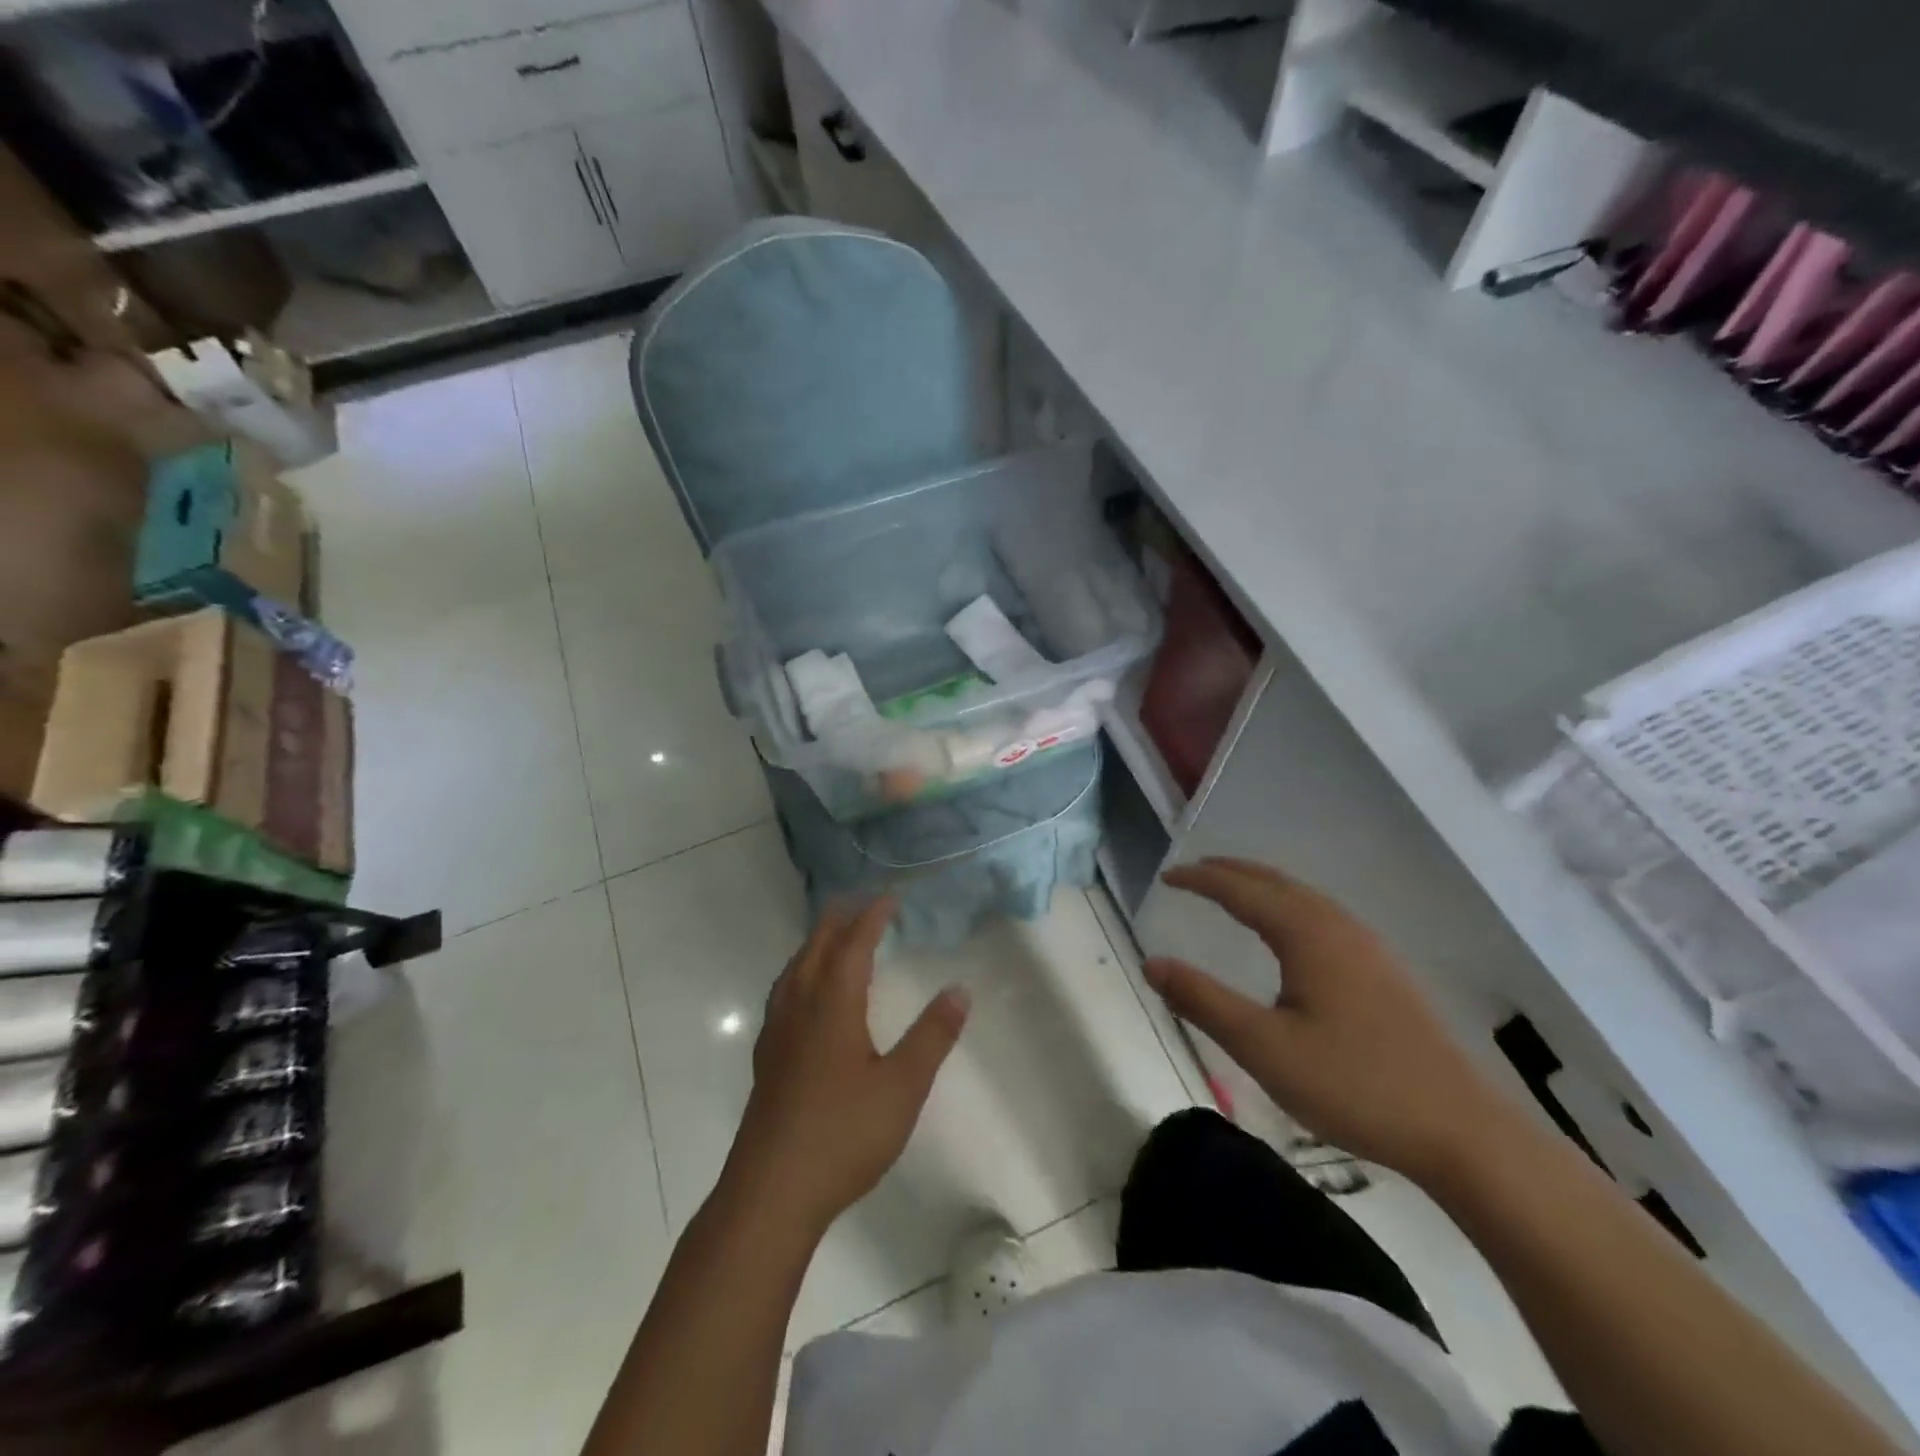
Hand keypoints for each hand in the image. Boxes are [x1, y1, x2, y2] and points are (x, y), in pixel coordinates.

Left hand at [727, 898, 969, 1232]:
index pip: (854, 944)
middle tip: (860, 902)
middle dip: (839, 920)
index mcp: (833, 1004)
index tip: (890, 898)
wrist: (771, 1192)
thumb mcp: (902, 1086)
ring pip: (794, 969)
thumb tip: (959, 989)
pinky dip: (799, 972)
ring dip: (815, 943)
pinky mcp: (766, 1058)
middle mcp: (800, 1007)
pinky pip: (783, 993)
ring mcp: (777, 1033)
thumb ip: (932, 1036)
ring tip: (832, 936)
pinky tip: (803, 994)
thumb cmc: (844, 1134)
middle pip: (817, 948)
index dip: (872, 916)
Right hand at [1145, 857, 1513, 1182]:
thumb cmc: (1355, 1085)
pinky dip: (1287, 905)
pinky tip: (1288, 933)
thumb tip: (1152, 963)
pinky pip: (1321, 916)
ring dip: (1261, 885)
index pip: (1241, 890)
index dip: (1200, 880)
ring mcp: (1367, 947)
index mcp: (1307, 934)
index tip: (1165, 877)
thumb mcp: (1264, 1048)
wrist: (1461, 1130)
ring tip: (1231, 891)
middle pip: (1275, 882)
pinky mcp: (1383, 972)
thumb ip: (1203, 1001)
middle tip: (1192, 873)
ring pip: (1303, 897)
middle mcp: (1338, 926)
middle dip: (1230, 872)